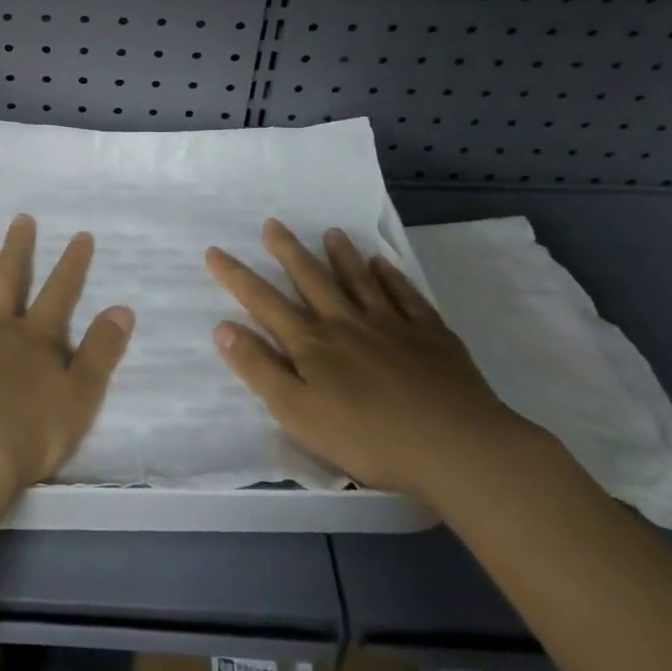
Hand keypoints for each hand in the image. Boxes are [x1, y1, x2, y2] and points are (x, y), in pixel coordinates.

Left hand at [0, 214, 134, 500]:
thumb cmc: (31, 433)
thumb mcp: (82, 396)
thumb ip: (102, 352)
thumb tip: (123, 309)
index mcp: (36, 339)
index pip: (61, 294)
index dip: (73, 265)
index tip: (81, 235)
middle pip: (9, 280)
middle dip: (17, 249)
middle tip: (20, 218)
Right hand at [206, 219, 539, 504]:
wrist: (457, 447)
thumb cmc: (369, 438)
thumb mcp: (298, 413)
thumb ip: (259, 369)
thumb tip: (223, 328)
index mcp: (312, 344)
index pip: (264, 302)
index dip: (236, 277)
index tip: (214, 251)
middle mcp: (347, 322)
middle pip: (312, 279)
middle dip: (288, 251)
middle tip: (273, 224)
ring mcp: (392, 324)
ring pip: (359, 280)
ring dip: (342, 255)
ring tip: (331, 232)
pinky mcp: (431, 335)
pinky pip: (406, 295)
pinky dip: (392, 277)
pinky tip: (385, 265)